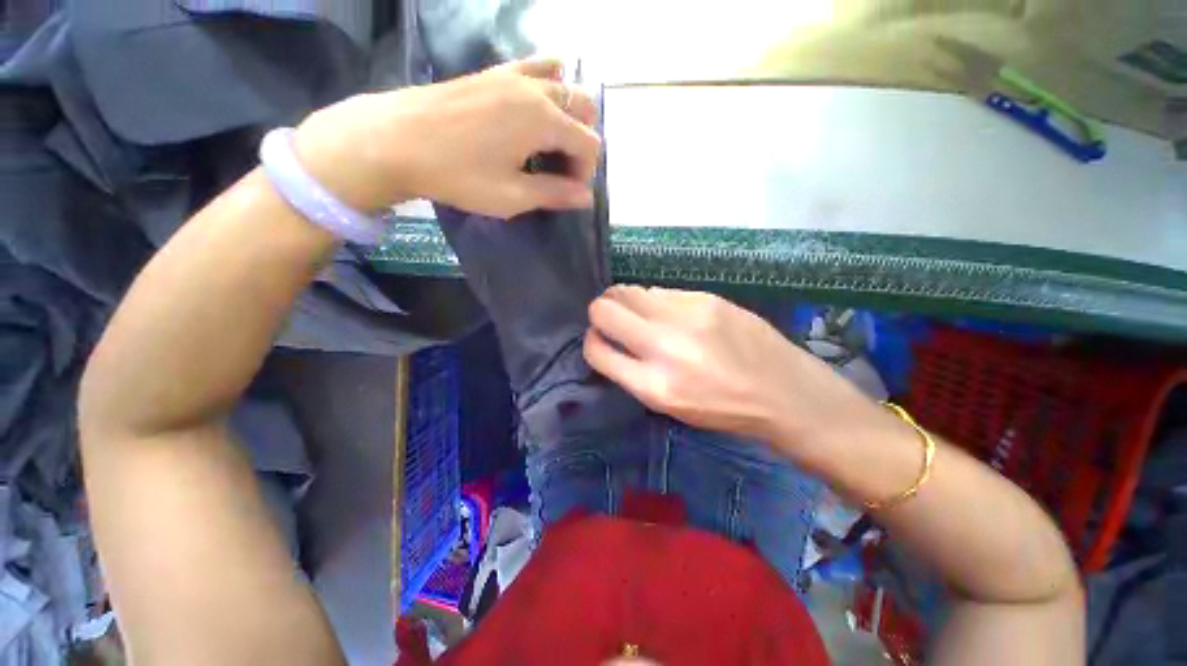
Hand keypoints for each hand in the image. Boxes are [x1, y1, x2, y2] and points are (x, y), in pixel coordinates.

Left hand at [293, 59, 600, 217]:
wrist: (395, 140)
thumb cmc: (458, 175)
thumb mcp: (512, 196)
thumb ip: (554, 194)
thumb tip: (587, 196)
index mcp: (543, 119)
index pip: (588, 143)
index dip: (585, 172)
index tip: (566, 191)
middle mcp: (535, 89)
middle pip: (583, 107)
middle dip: (582, 141)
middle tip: (561, 168)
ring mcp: (512, 75)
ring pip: (563, 84)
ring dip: (568, 114)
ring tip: (550, 143)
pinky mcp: (492, 73)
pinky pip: (534, 67)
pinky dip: (548, 84)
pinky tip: (536, 105)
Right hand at [583, 286, 887, 461]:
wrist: (784, 391)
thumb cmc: (723, 409)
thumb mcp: (670, 405)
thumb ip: (633, 372)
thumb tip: (611, 338)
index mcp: (654, 385)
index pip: (597, 350)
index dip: (591, 342)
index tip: (599, 340)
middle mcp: (664, 346)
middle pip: (604, 309)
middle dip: (600, 313)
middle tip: (612, 320)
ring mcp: (687, 315)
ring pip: (628, 290)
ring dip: (624, 301)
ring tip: (640, 314)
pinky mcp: (705, 297)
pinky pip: (660, 290)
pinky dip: (655, 301)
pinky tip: (672, 314)